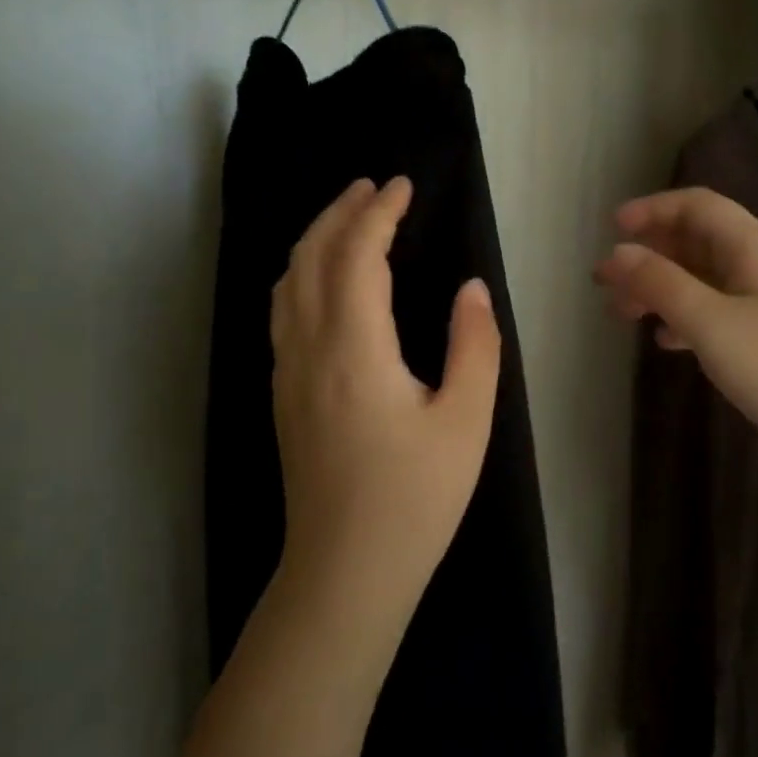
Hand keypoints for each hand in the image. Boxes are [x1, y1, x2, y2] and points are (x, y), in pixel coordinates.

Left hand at [271, 176, 501, 638]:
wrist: (345, 572)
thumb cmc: (414, 497)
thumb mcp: (466, 421)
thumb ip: (474, 345)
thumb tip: (470, 287)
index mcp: (354, 348)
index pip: (358, 255)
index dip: (379, 212)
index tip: (403, 185)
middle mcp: (309, 349)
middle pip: (310, 257)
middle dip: (339, 212)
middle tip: (372, 186)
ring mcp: (287, 372)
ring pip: (288, 283)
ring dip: (315, 239)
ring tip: (346, 219)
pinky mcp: (284, 395)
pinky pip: (283, 311)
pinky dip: (302, 273)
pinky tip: (322, 281)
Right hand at [594, 187, 757, 482]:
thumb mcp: (711, 322)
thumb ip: (661, 283)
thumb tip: (618, 253)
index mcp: (753, 246)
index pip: (697, 205)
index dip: (652, 209)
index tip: (612, 230)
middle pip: (696, 241)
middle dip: (648, 255)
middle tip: (605, 282)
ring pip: (703, 279)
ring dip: (661, 288)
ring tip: (622, 313)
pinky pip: (717, 311)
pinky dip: (685, 317)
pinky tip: (665, 341)